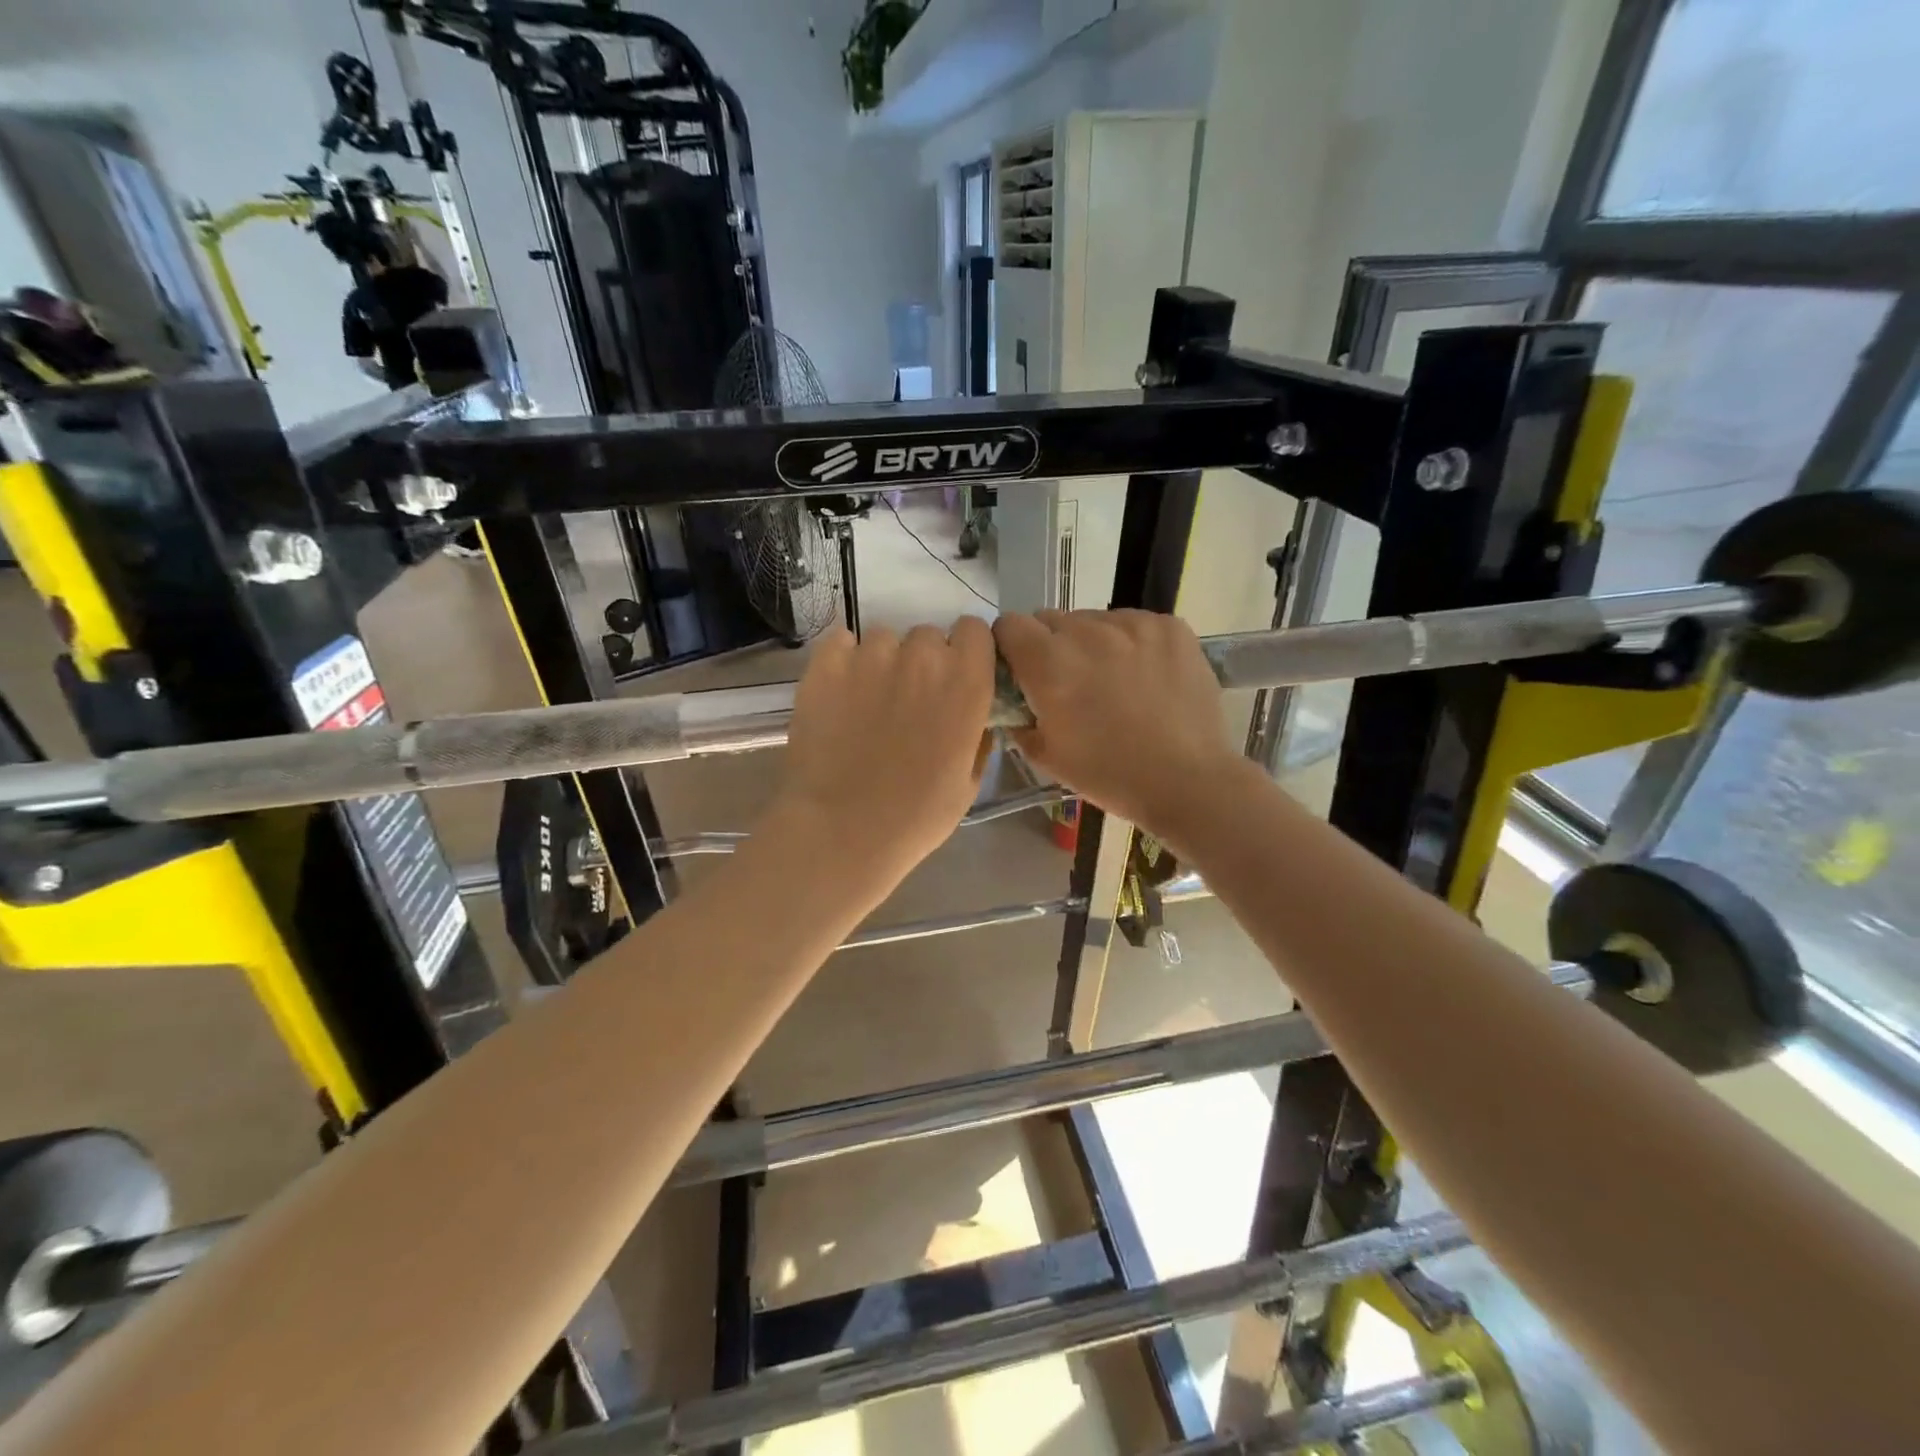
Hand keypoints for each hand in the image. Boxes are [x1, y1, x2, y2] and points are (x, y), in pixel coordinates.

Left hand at [769, 619, 996, 894]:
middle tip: (910, 700)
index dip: (966, 650)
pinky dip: (843, 660)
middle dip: (924, 661)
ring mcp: (871, 656)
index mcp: (966, 683)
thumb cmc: (915, 816)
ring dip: (883, 662)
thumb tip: (975, 716)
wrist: (842, 830)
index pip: (975, 630)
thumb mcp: (968, 782)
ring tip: (869, 702)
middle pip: (929, 635)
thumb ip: (977, 735)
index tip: (957, 674)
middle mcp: (923, 658)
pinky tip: (840, 692)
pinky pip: (841, 642)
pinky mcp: (826, 664)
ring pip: (884, 639)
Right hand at [994, 609, 1242, 837]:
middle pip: (1051, 619)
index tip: (1022, 671)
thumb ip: (1018, 717)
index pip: (1009, 625)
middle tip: (1070, 683)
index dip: (1010, 647)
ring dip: (1092, 643)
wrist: (1187, 781)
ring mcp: (1133, 624)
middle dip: (1051, 646)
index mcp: (1049, 664)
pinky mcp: (1169, 626)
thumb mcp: (1046, 756)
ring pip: (1094, 620)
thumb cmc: (1109, 775)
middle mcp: (1087, 632)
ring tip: (1113, 681)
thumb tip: (1015, 700)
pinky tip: (1145, 677)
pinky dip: (1131, 643)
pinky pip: (1134, 623)